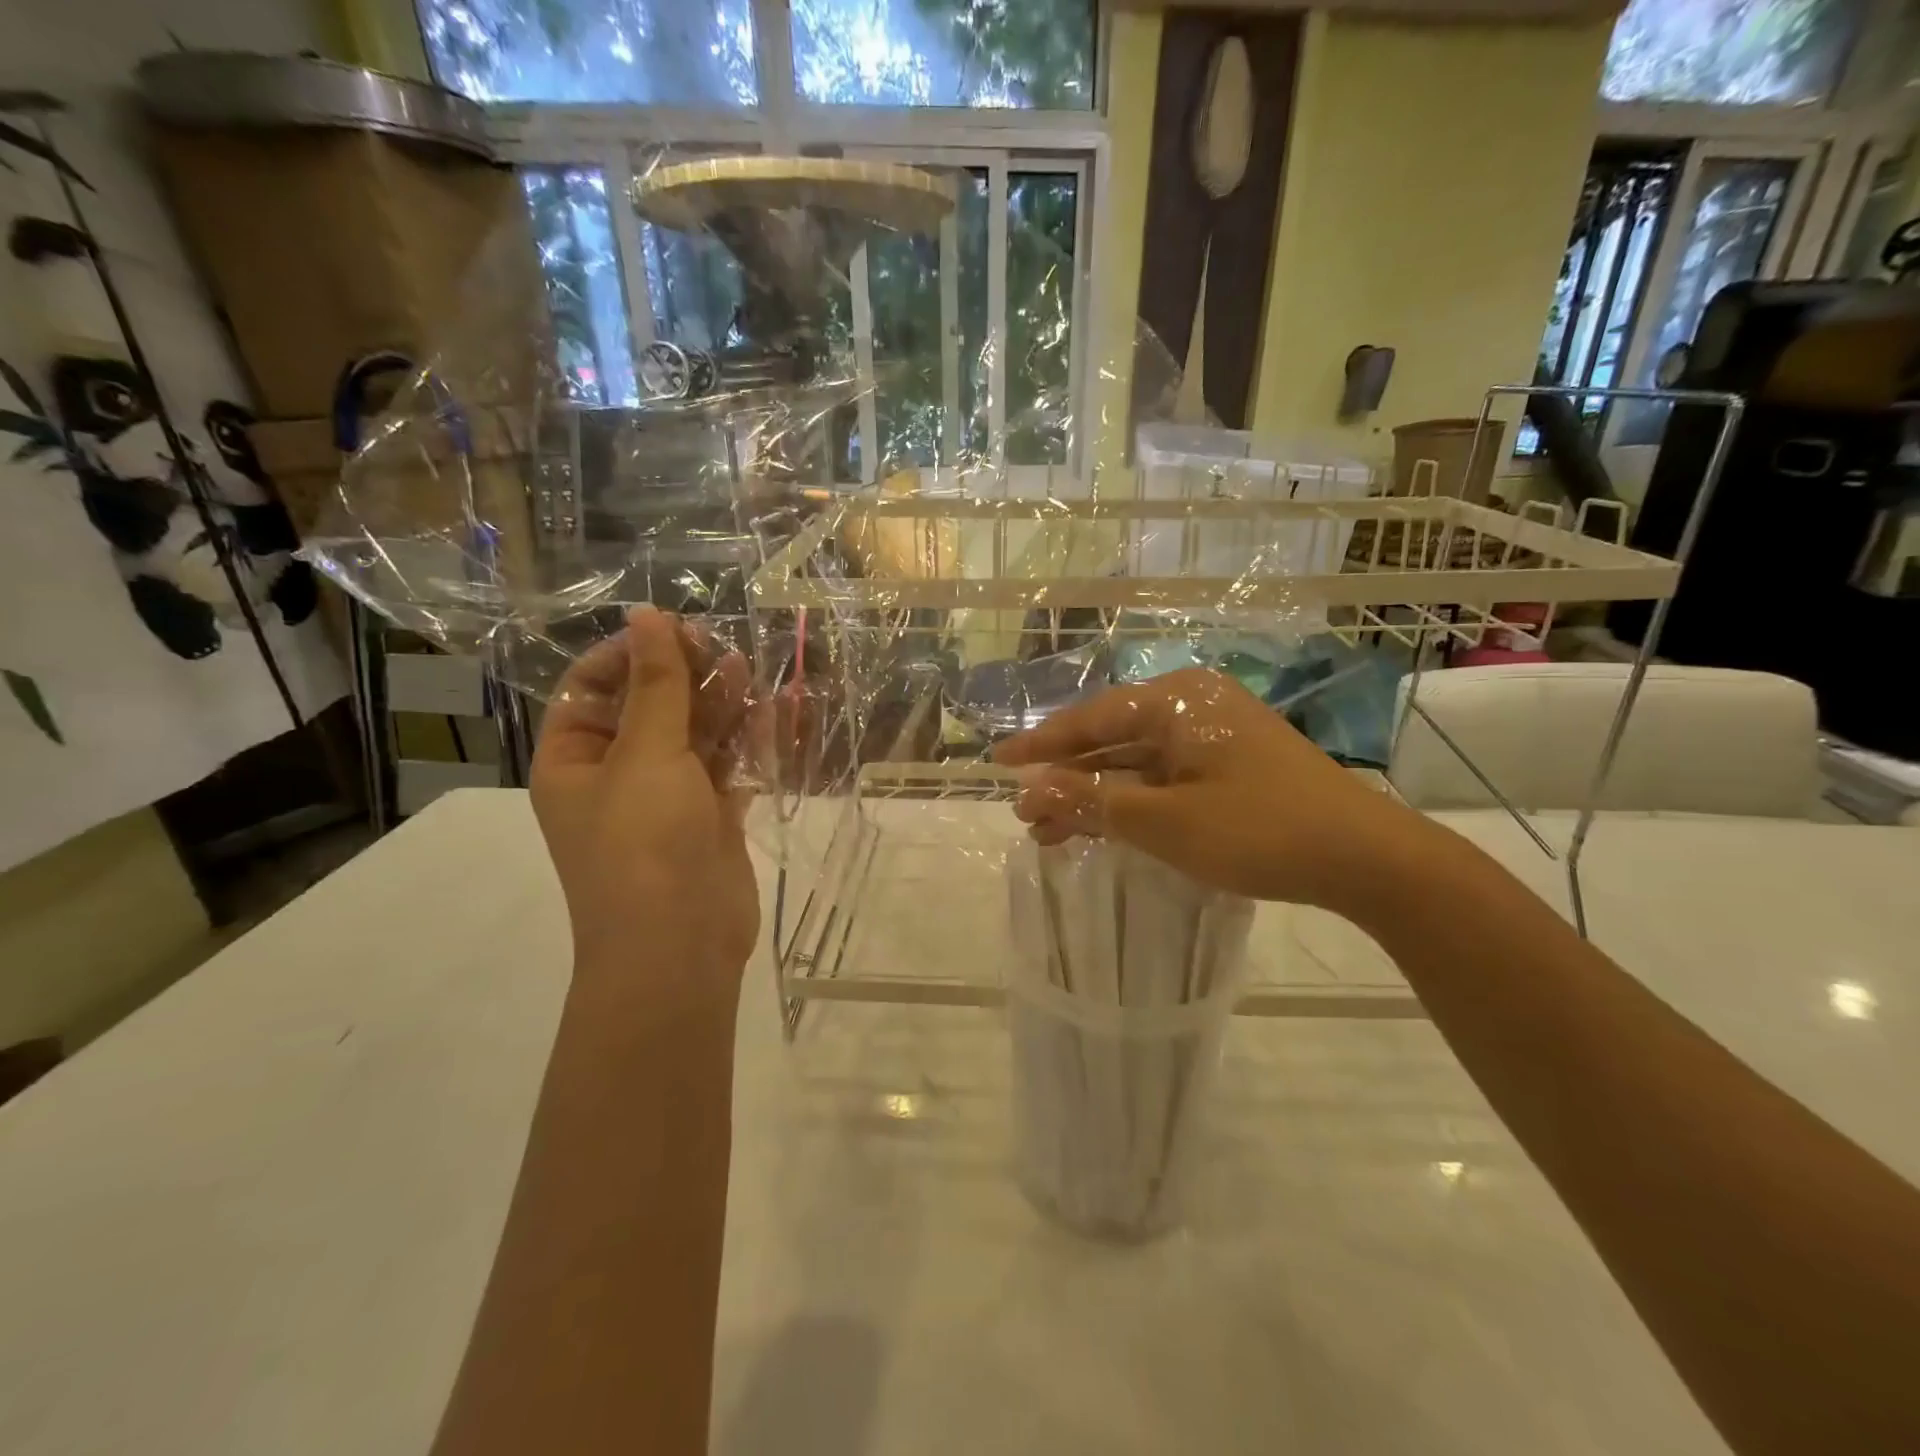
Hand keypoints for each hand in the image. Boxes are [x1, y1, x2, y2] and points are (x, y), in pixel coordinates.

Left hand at [530, 607, 759, 1012]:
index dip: (628, 655)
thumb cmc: (644, 843)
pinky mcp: (710, 817)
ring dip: (719, 704)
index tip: (671, 632)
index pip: (590, 688)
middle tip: (720, 648)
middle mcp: (617, 775)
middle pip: (648, 708)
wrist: (679, 944)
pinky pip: (726, 766)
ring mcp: (667, 798)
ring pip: (693, 736)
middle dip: (683, 676)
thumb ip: (656, 684)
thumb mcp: (646, 754)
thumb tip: (647, 615)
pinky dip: (746, 741)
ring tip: (749, 669)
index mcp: (574, 760)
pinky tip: (771, 711)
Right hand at [993, 667, 1428, 917]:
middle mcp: (1191, 707)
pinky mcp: (1230, 765)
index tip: (998, 764)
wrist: (1365, 857)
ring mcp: (1214, 736)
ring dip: (1095, 795)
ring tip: (1052, 832)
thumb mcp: (1165, 821)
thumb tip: (1031, 790)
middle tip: (1025, 814)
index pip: (1090, 720)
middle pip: (1111, 740)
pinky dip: (1132, 802)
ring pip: (1136, 763)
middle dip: (1066, 778)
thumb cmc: (1259, 830)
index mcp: (1175, 702)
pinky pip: (1164, 777)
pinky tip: (1105, 827)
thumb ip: (1094, 802)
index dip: (1041, 746)